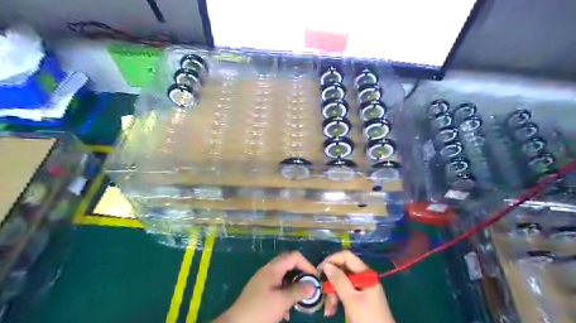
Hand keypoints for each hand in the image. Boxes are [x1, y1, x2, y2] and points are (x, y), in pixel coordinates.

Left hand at [213, 252, 316, 321]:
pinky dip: (285, 293)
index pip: (294, 256)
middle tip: (309, 285)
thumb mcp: (282, 301)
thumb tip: (313, 286)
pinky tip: (286, 310)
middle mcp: (268, 270)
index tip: (315, 278)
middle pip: (289, 264)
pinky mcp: (260, 290)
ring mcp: (263, 279)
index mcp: (273, 268)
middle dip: (301, 273)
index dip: (307, 264)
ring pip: (284, 276)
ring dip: (293, 285)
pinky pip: (277, 286)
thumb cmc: (260, 310)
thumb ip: (298, 291)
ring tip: (299, 299)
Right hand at [320, 253, 395, 322]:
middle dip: (331, 281)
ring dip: (332, 293)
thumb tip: (326, 265)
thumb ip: (339, 280)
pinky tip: (332, 310)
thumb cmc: (367, 318)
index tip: (319, 271)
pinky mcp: (360, 297)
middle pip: (343, 269)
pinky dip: (337, 298)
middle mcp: (364, 277)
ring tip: (329, 308)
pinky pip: (345, 292)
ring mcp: (362, 287)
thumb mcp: (351, 299)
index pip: (346, 256)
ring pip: (342, 282)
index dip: (332, 260)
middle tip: (323, 293)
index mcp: (365, 273)